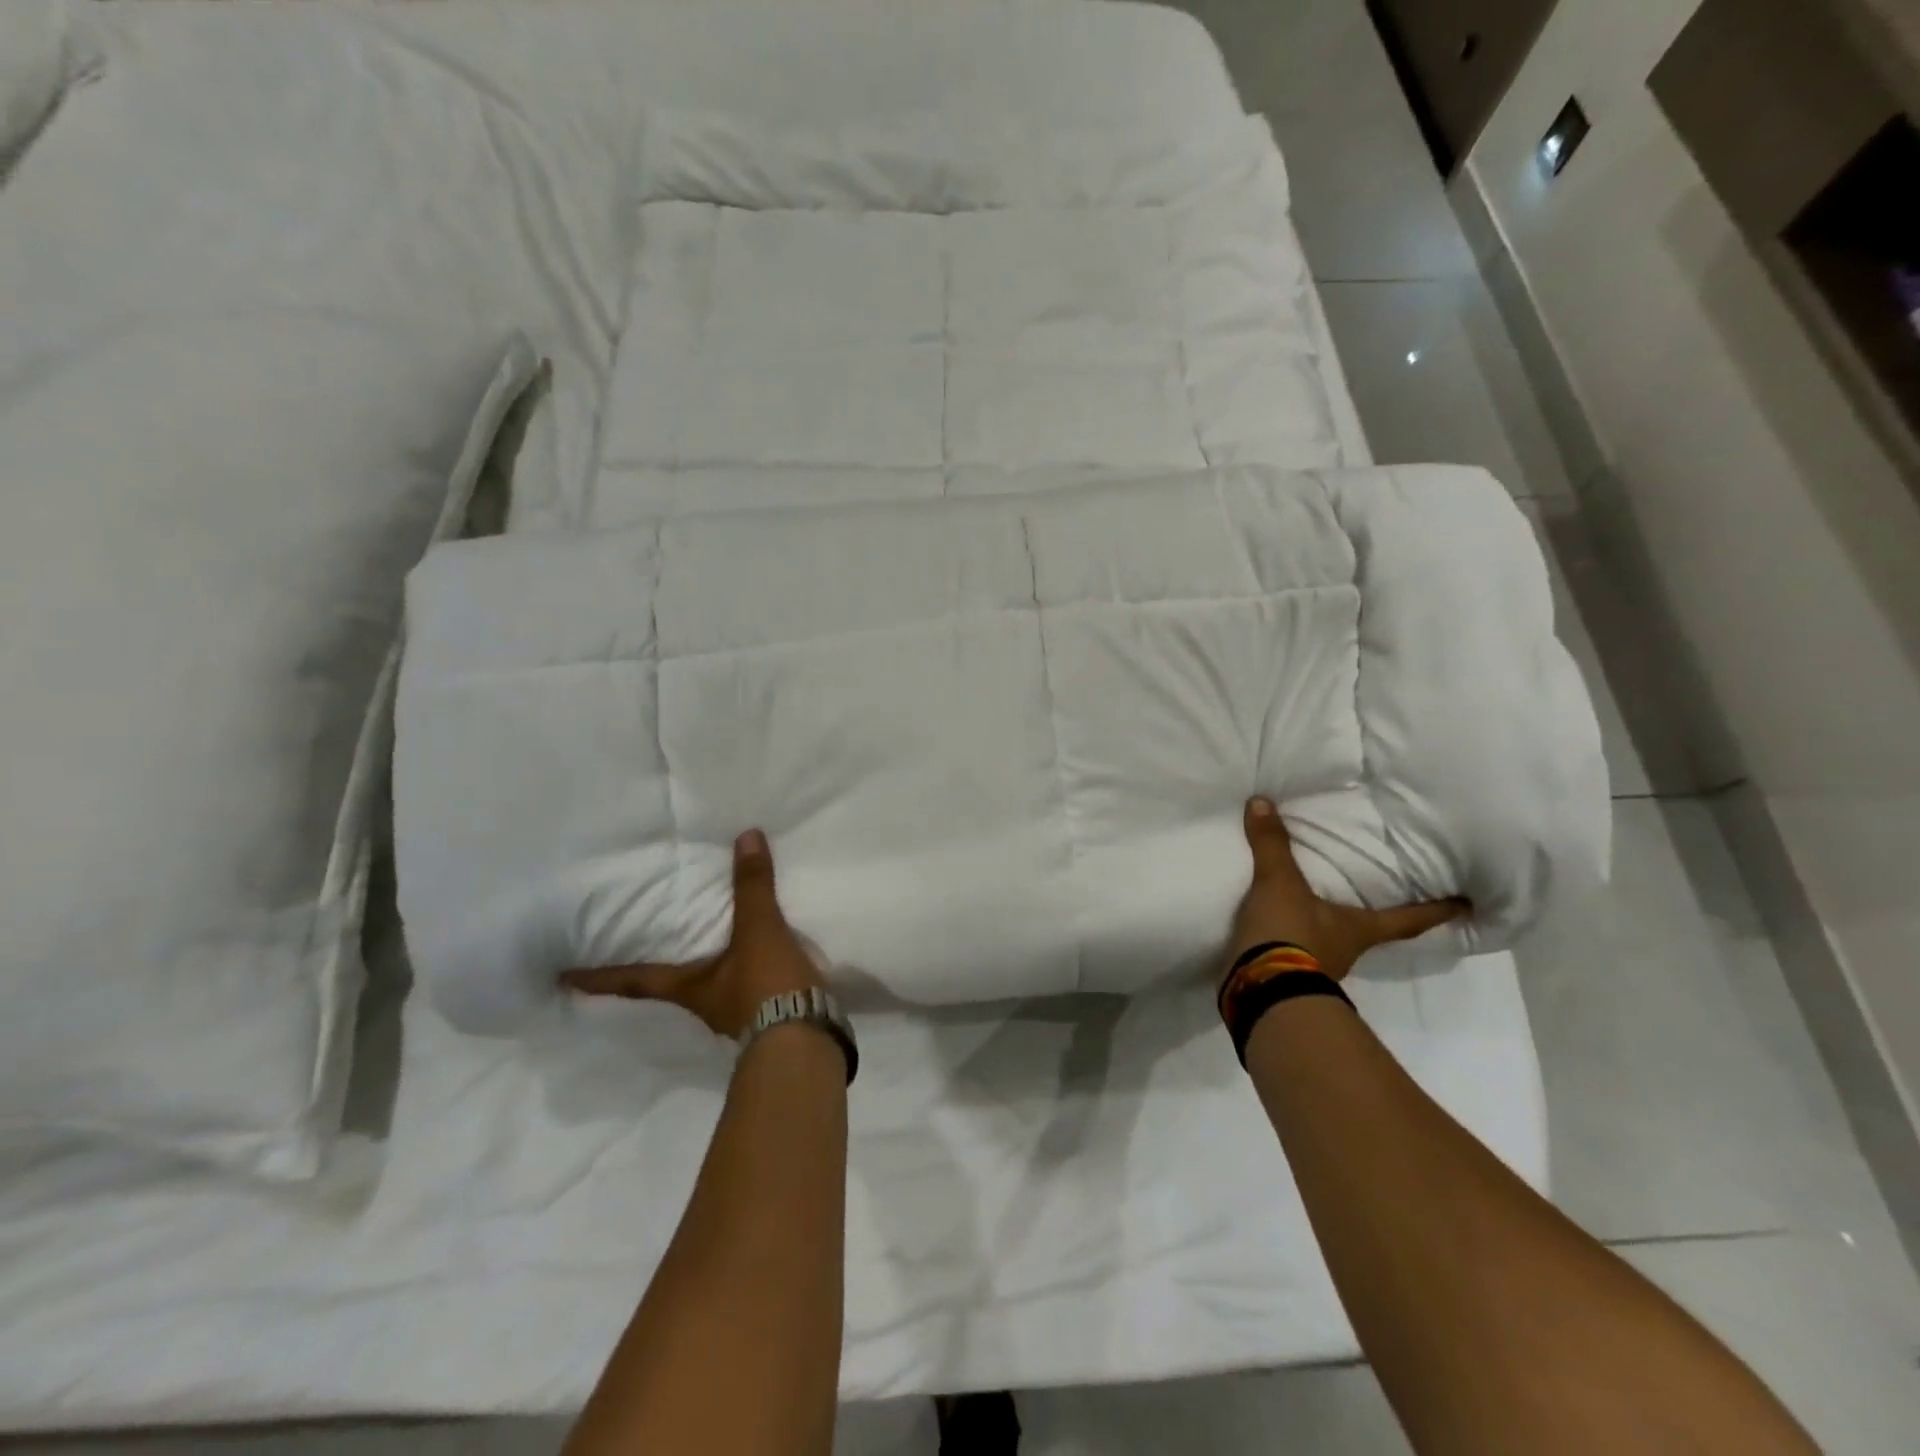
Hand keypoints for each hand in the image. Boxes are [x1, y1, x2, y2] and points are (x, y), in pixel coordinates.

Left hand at [562, 829, 824, 1038]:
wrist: (806, 1037)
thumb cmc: (766, 985)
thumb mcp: (758, 930)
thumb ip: (752, 886)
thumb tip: (746, 837)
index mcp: (688, 987)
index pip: (633, 980)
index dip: (599, 977)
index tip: (563, 978)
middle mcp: (703, 1003)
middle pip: (667, 984)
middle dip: (653, 969)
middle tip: (639, 946)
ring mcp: (734, 1014)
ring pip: (708, 986)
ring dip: (703, 968)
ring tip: (705, 943)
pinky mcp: (765, 1015)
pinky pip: (744, 986)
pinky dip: (742, 969)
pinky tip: (756, 957)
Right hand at [1230, 796, 1468, 981]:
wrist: (1259, 988)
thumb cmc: (1289, 934)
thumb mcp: (1279, 883)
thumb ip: (1273, 845)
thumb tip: (1263, 801)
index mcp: (1359, 930)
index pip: (1408, 920)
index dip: (1436, 911)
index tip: (1466, 906)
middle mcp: (1347, 951)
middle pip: (1371, 933)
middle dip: (1374, 917)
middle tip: (1378, 896)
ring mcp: (1318, 970)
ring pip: (1332, 944)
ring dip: (1326, 928)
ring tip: (1313, 905)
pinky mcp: (1287, 978)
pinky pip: (1296, 954)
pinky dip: (1292, 940)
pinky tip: (1277, 928)